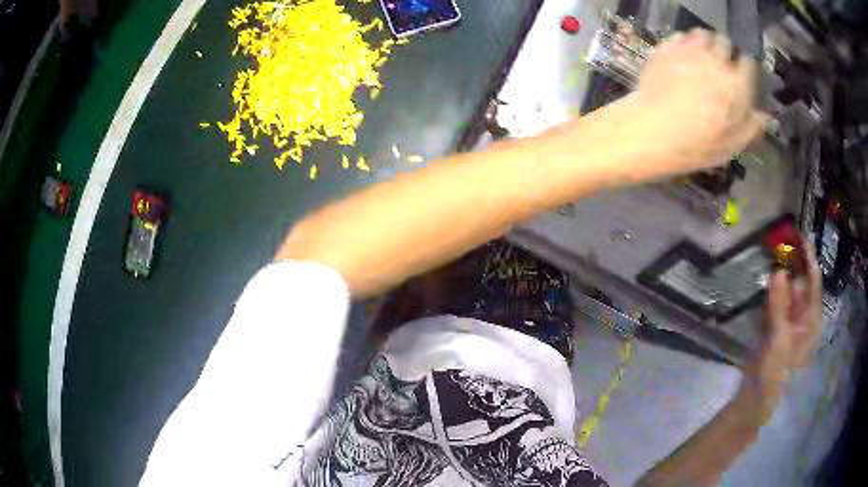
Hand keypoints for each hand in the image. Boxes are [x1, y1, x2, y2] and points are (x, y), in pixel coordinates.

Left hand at [634, 29, 766, 174]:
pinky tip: (682, 57)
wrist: (652, 129)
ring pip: (703, 35)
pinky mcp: (667, 47)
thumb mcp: (731, 146)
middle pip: (725, 43)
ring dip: (706, 43)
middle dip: (725, 52)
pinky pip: (681, 36)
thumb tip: (764, 115)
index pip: (749, 64)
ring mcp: (690, 50)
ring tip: (702, 59)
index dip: (745, 69)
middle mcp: (716, 61)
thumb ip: (751, 127)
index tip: (741, 76)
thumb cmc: (696, 144)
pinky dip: (685, 43)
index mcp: (737, 85)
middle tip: (720, 67)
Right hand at [731, 243, 821, 427]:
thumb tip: (778, 271)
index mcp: (811, 321)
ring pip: (788, 290)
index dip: (809, 260)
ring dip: (782, 274)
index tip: (800, 236)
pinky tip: (768, 279)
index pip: (813, 283)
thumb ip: (778, 306)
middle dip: (794, 264)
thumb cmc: (774, 373)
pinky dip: (773, 289)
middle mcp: (804, 316)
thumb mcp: (778, 340)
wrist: (755, 397)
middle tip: (782, 241)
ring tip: (775, 254)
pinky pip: (777, 300)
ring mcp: (790, 320)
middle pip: (802, 283)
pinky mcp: (777, 325)